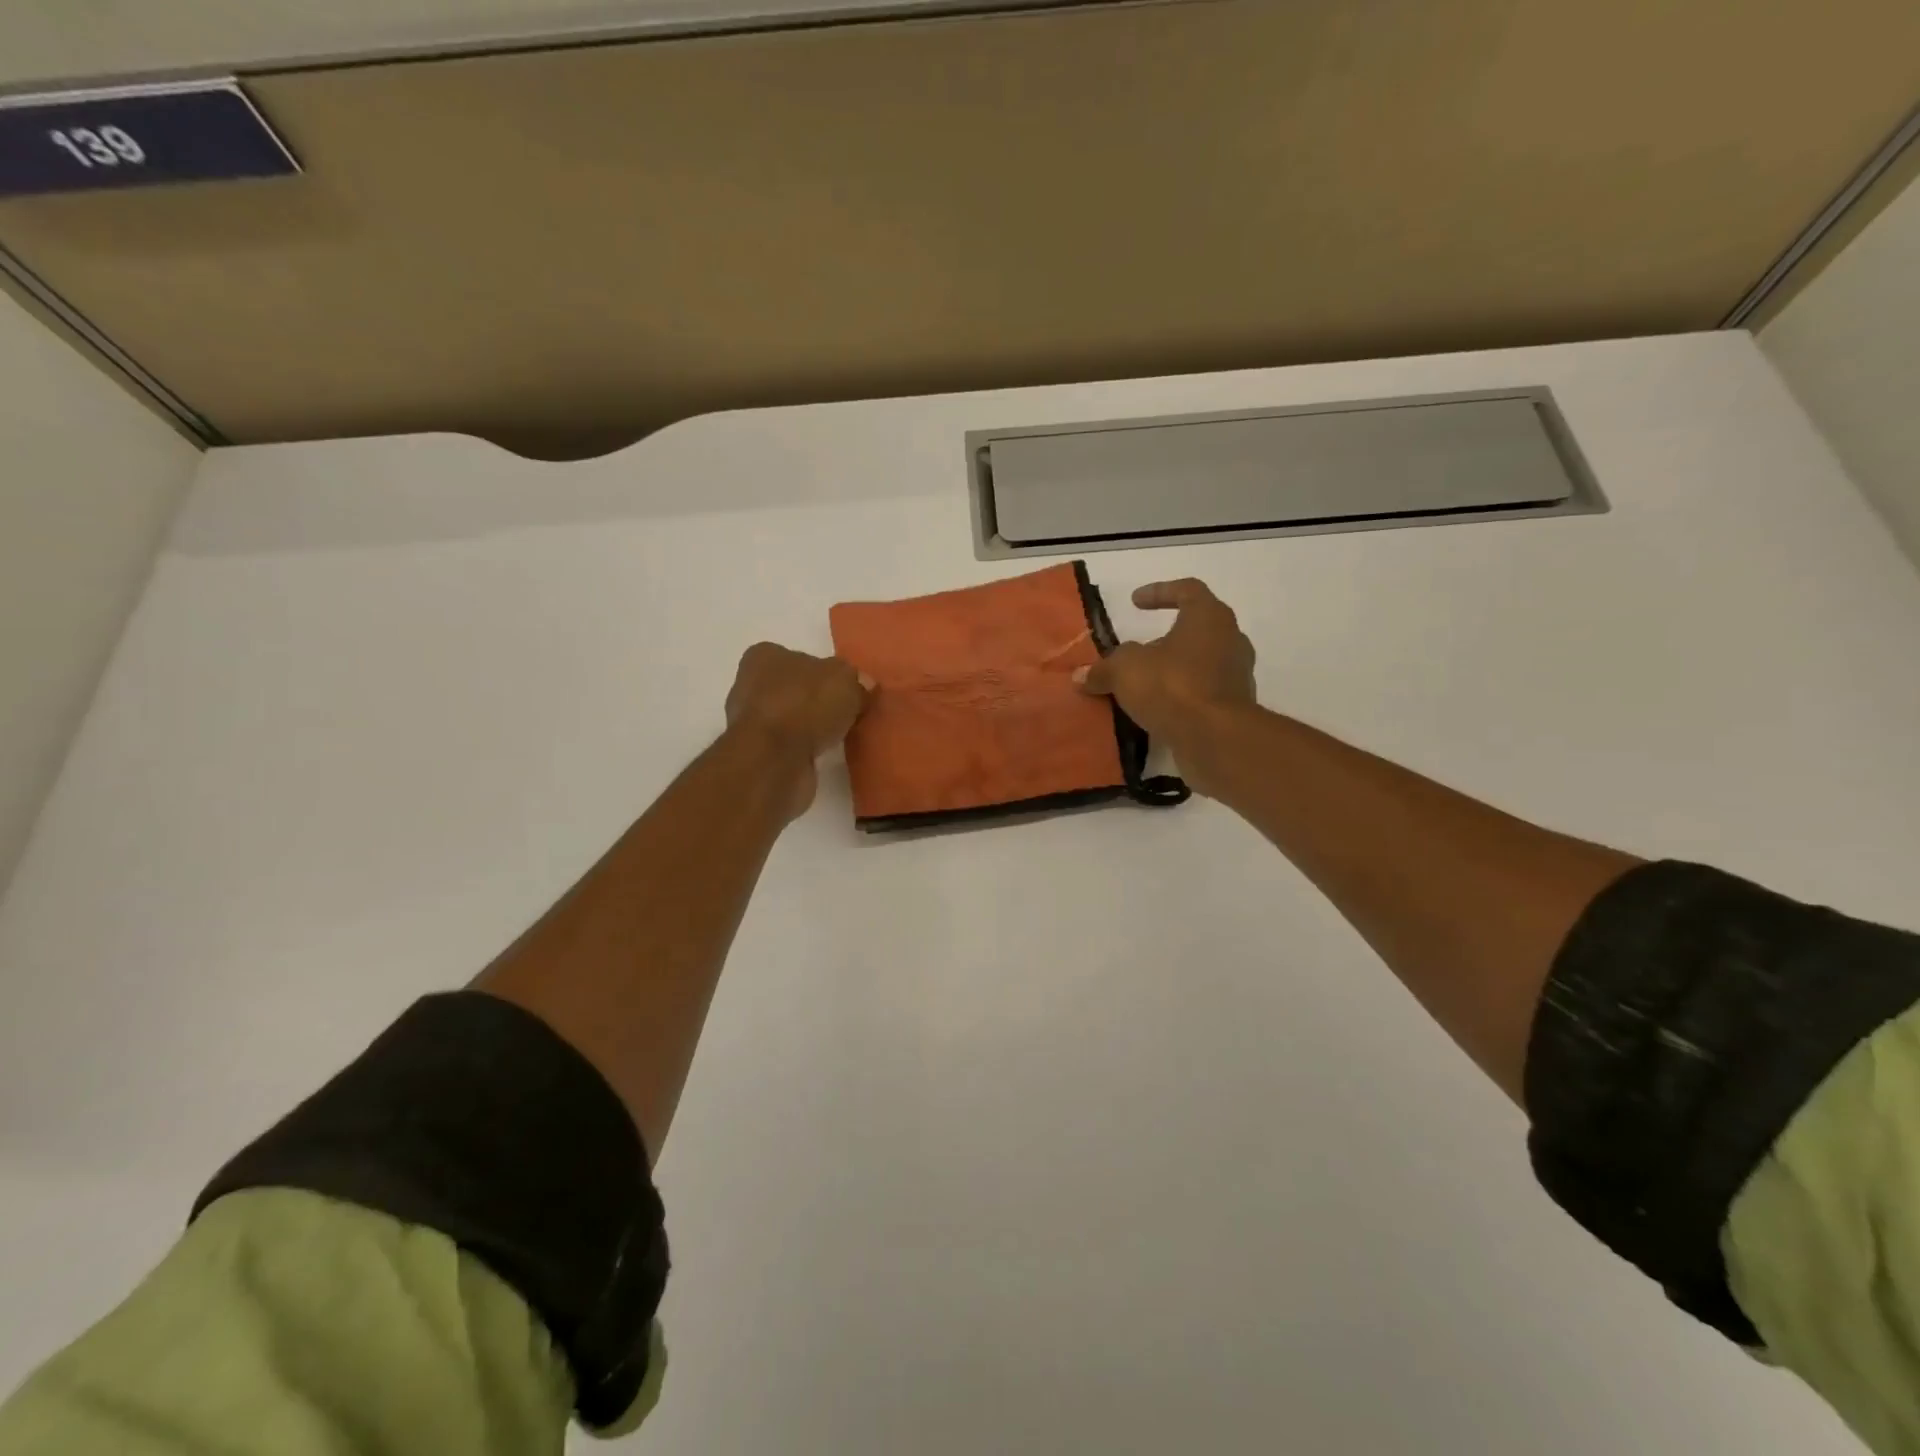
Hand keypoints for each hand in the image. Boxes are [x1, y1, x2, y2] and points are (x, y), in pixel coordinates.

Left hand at [724, 643, 871, 818]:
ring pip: (793, 718)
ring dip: (813, 727)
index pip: (800, 658)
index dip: (826, 672)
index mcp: (765, 656)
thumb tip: (863, 686)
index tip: (847, 688)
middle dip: (819, 701)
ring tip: (843, 735)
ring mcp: (752, 722)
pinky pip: (791, 745)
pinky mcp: (758, 753)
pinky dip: (807, 748)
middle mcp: (751, 685)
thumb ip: (856, 680)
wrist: (773, 760)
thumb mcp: (845, 680)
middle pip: (796, 688)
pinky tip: (826, 754)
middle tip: (850, 712)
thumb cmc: (804, 705)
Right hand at [1075, 579, 1255, 795]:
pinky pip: (1203, 693)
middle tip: (1139, 649)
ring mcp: (1237, 675)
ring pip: (1202, 663)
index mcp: (1209, 617)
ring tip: (1144, 683)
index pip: (1187, 590)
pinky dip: (1181, 697)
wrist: (1216, 738)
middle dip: (1167, 637)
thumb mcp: (1124, 671)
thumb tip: (1081, 676)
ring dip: (1174, 669)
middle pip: (1197, 628)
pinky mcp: (1234, 708)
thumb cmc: (1172, 686)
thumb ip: (1103, 669)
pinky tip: (1157, 709)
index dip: (1159, 592)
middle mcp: (1230, 640)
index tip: (1135, 601)